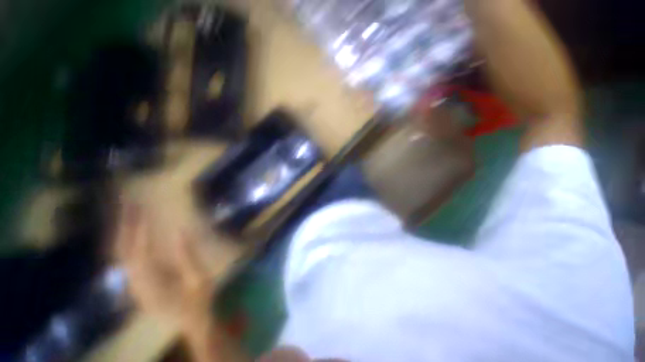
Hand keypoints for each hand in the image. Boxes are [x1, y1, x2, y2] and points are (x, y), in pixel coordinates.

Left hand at [116, 204, 214, 331]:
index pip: (136, 254)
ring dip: (122, 233)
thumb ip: (189, 257)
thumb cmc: (198, 302)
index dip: (136, 232)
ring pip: (120, 256)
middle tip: (127, 204)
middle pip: (122, 253)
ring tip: (128, 212)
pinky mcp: (138, 283)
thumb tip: (181, 232)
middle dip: (123, 228)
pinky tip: (134, 233)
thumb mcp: (199, 280)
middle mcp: (135, 284)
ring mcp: (134, 285)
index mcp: (150, 285)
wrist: (190, 323)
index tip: (140, 211)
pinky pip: (128, 260)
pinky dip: (128, 243)